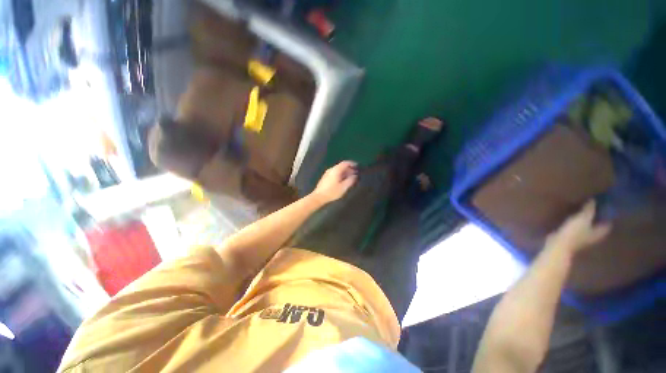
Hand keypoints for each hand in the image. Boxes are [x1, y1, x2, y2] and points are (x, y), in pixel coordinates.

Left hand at [311, 161, 357, 203]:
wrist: (318, 197)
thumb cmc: (332, 192)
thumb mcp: (343, 187)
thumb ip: (350, 180)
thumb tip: (355, 175)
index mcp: (336, 170)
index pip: (345, 163)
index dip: (352, 163)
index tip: (358, 166)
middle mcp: (331, 169)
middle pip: (342, 166)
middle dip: (350, 169)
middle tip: (356, 173)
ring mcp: (328, 173)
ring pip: (339, 170)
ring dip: (345, 172)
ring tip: (351, 178)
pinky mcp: (326, 177)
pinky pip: (335, 173)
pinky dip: (341, 175)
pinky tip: (344, 180)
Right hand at [545, 200, 611, 254]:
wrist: (558, 245)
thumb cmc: (574, 233)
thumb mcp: (582, 219)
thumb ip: (589, 210)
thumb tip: (594, 200)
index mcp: (599, 232)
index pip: (608, 223)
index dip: (608, 215)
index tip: (606, 206)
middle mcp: (593, 235)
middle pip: (598, 225)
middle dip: (597, 217)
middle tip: (595, 206)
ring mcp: (582, 237)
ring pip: (587, 226)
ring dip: (586, 220)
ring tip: (582, 210)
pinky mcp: (571, 236)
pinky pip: (577, 227)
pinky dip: (576, 222)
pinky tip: (571, 217)